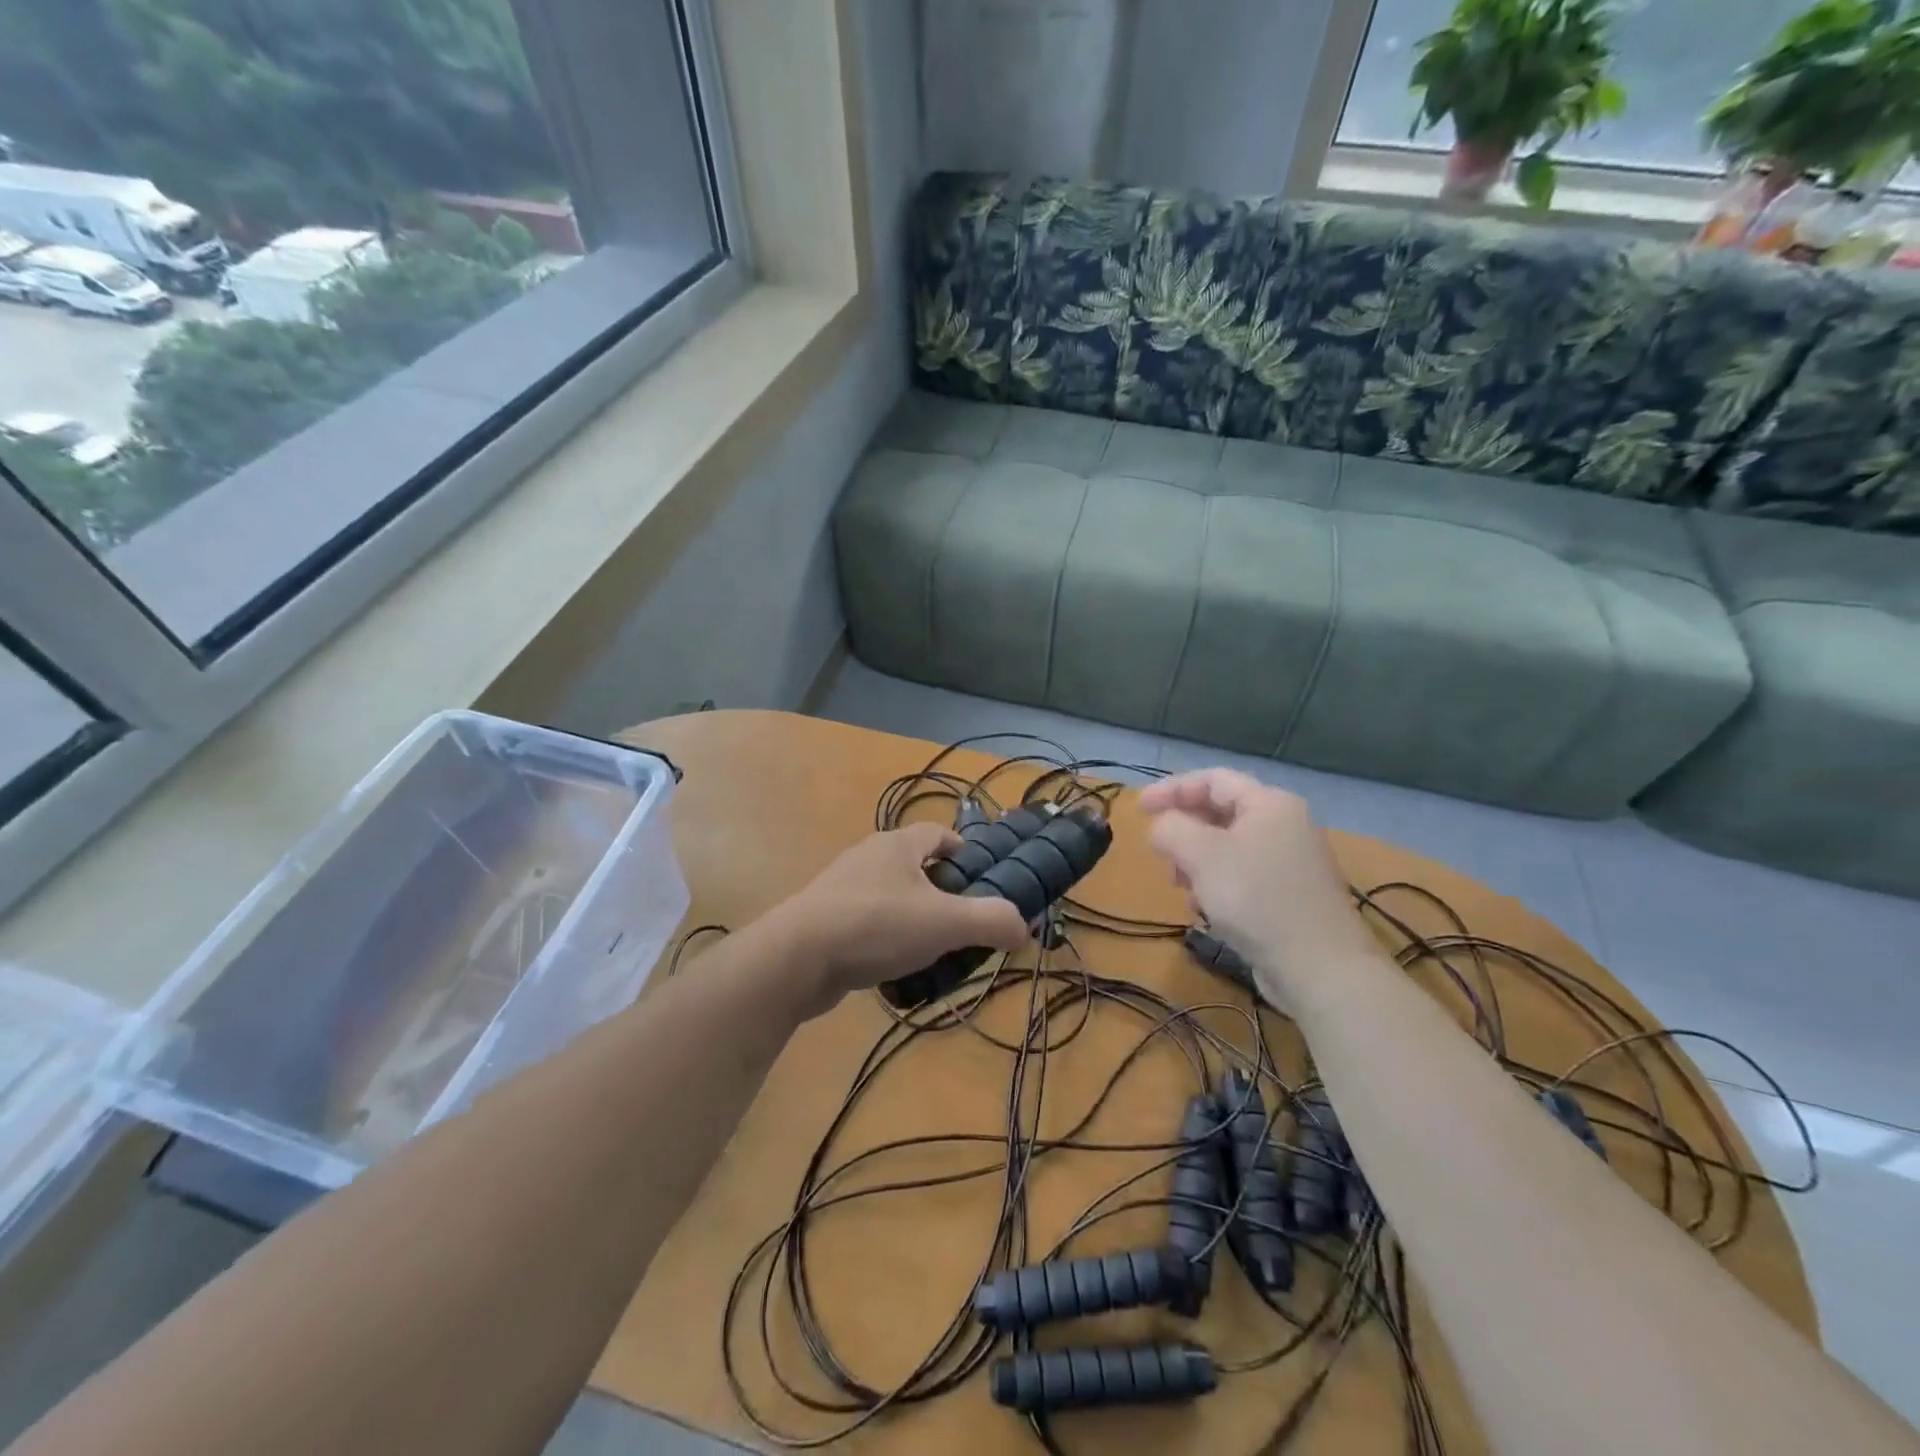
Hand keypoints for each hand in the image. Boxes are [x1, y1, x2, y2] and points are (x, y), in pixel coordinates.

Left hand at [768, 823, 1029, 1016]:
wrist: (797, 958)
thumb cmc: (877, 925)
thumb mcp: (945, 923)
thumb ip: (991, 921)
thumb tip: (1023, 926)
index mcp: (897, 844)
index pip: (939, 833)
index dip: (964, 852)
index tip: (982, 880)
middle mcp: (869, 856)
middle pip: (916, 865)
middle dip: (942, 891)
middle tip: (964, 922)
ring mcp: (842, 887)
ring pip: (891, 896)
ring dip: (914, 917)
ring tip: (934, 950)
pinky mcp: (825, 919)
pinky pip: (868, 922)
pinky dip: (886, 939)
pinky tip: (895, 968)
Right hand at [1140, 769, 1377, 1011]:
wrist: (1319, 968)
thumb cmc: (1256, 898)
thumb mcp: (1201, 855)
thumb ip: (1172, 828)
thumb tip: (1162, 825)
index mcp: (1269, 803)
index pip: (1212, 779)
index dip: (1171, 789)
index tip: (1139, 810)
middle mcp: (1284, 825)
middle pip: (1220, 812)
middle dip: (1184, 831)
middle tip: (1160, 854)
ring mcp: (1290, 862)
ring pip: (1228, 848)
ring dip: (1196, 862)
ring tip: (1181, 887)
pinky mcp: (1290, 895)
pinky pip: (1243, 876)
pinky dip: (1217, 885)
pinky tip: (1206, 910)